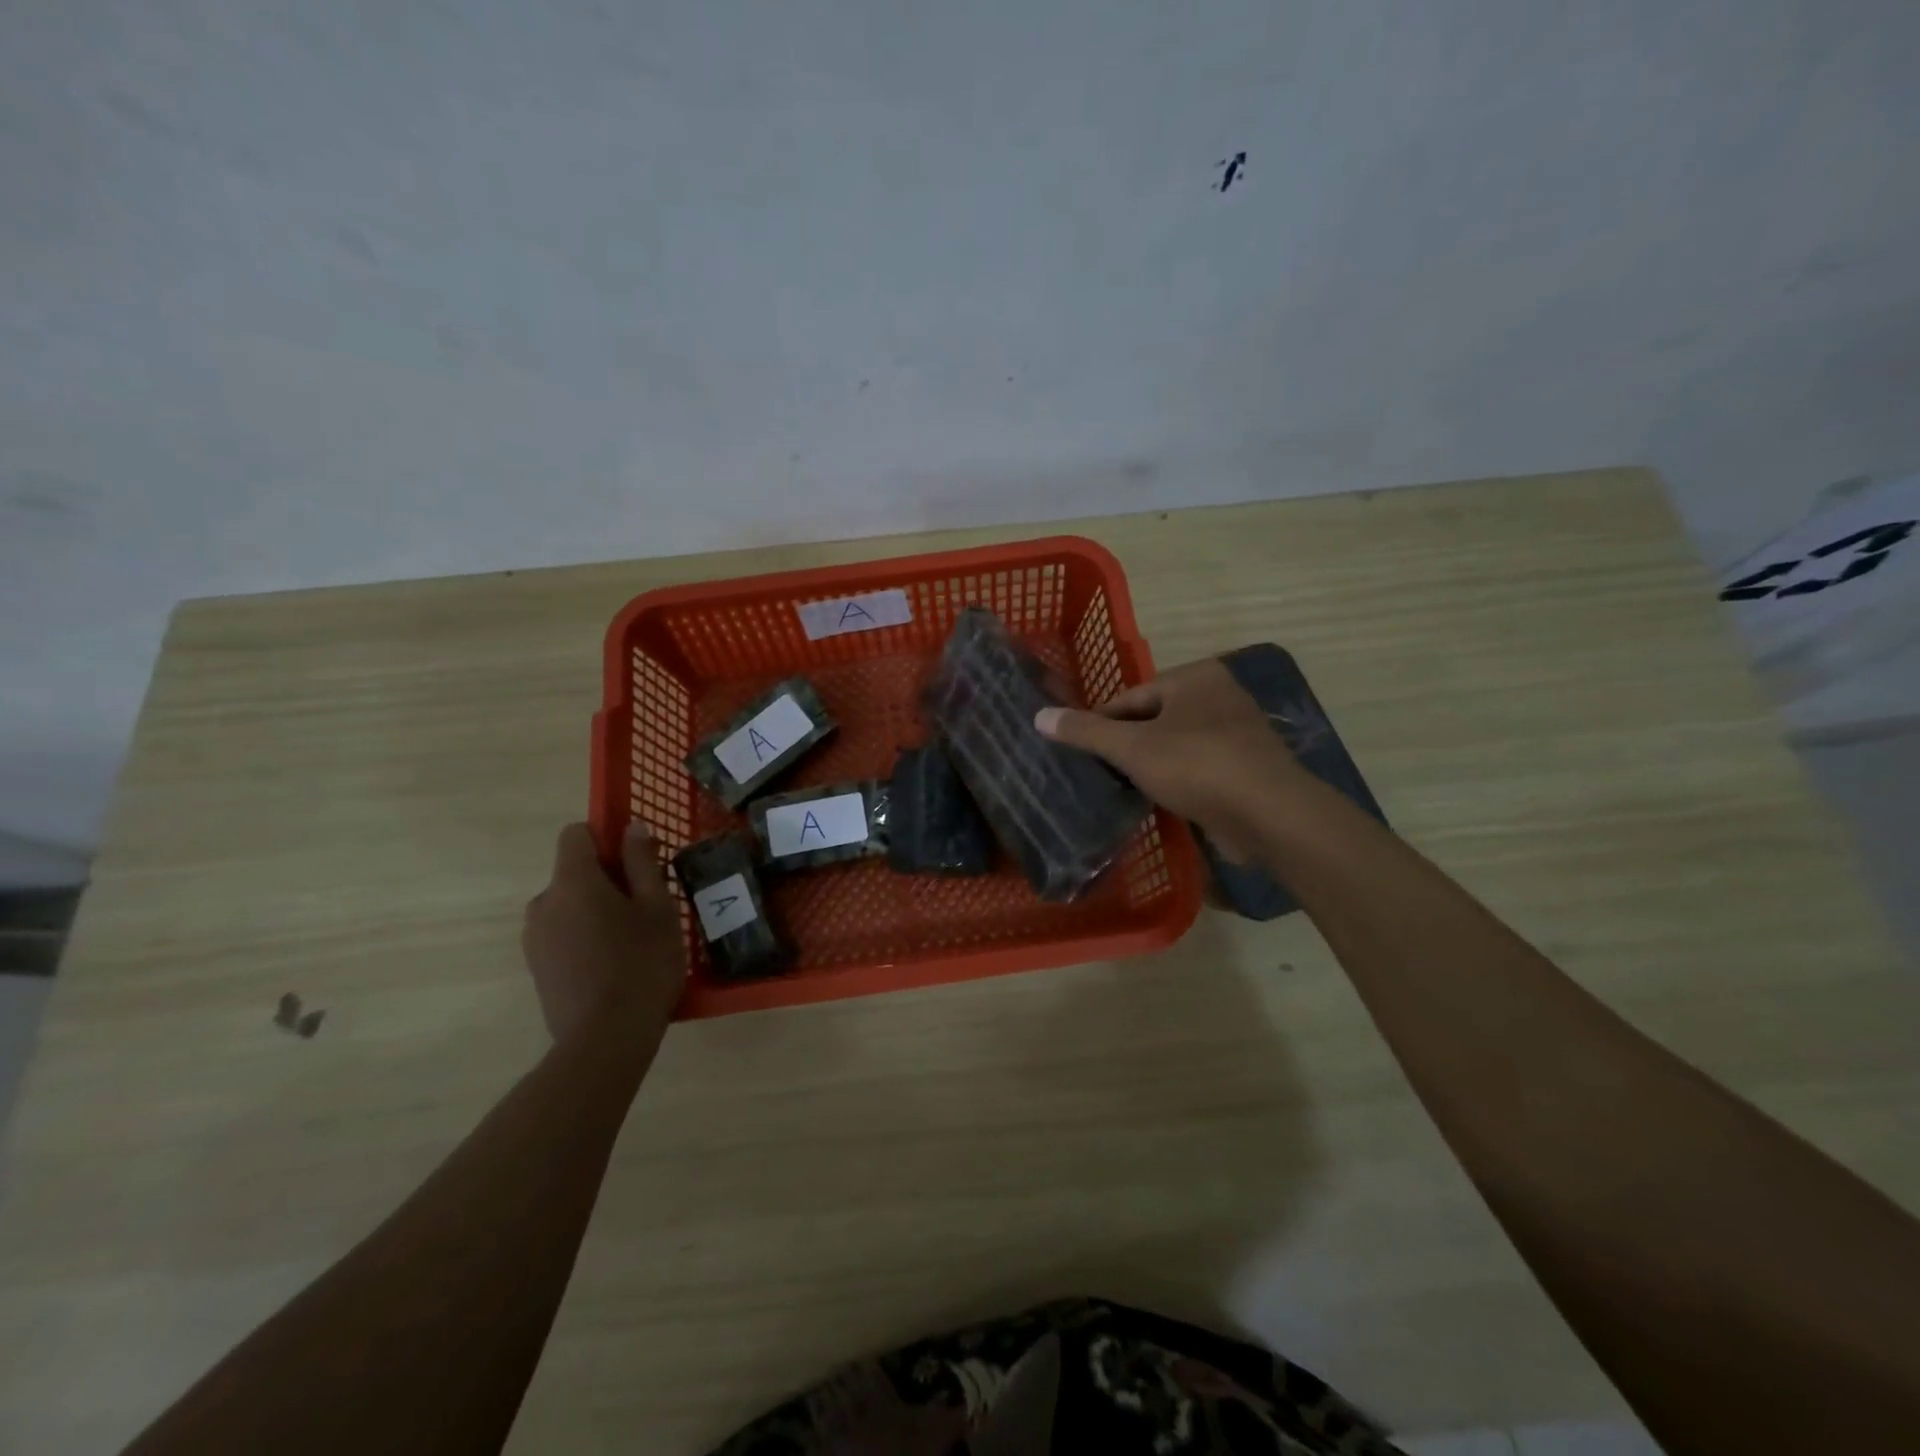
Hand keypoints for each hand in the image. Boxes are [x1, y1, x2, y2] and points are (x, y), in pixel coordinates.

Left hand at [522, 822, 685, 1042]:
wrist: (605, 1040)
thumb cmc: (641, 964)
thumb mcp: (658, 908)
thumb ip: (642, 863)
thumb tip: (631, 827)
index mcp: (572, 881)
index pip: (575, 834)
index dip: (605, 837)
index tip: (636, 861)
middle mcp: (543, 903)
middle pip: (574, 872)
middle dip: (607, 880)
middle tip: (646, 907)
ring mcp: (534, 938)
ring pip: (569, 906)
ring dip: (596, 911)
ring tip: (632, 941)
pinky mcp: (536, 968)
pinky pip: (563, 934)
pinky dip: (585, 938)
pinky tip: (613, 966)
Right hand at [1035, 658, 1304, 857]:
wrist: (1270, 815)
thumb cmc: (1197, 766)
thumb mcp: (1133, 747)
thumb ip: (1086, 732)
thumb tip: (1039, 716)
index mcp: (1194, 677)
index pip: (1130, 697)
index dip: (1099, 725)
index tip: (1077, 753)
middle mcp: (1219, 695)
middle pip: (1153, 720)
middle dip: (1126, 747)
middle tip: (1096, 775)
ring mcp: (1236, 732)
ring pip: (1175, 745)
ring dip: (1150, 766)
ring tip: (1120, 791)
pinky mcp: (1245, 767)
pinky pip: (1197, 767)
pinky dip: (1176, 781)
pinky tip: (1157, 801)